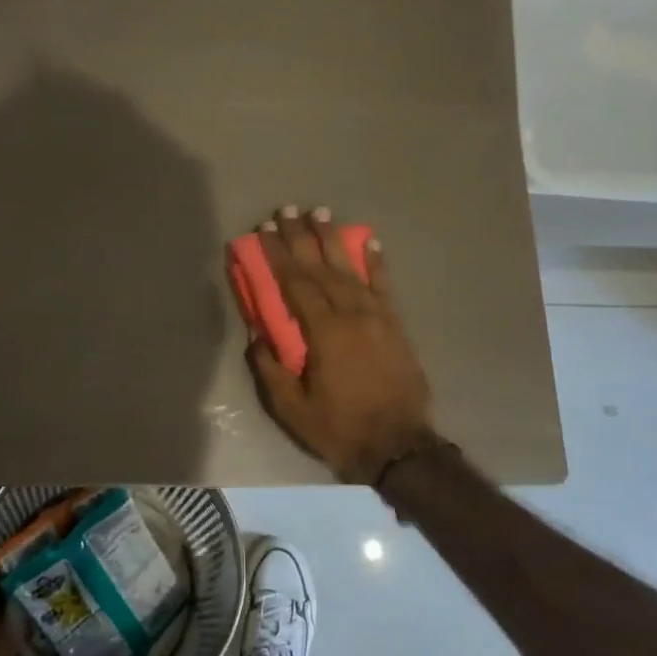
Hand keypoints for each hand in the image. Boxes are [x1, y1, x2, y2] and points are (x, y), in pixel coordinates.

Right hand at [245, 206, 439, 484]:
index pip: (294, 282)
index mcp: (323, 332)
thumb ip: (271, 367)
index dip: (277, 254)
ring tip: (320, 212)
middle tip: (287, 209)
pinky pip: (384, 285)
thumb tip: (257, 332)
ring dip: (333, 239)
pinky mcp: (395, 324)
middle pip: (321, 267)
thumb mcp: (291, 408)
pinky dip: (376, 261)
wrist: (399, 446)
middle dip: (301, 236)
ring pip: (351, 268)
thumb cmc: (339, 428)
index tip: (264, 230)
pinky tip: (370, 240)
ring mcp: (377, 316)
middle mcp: (351, 314)